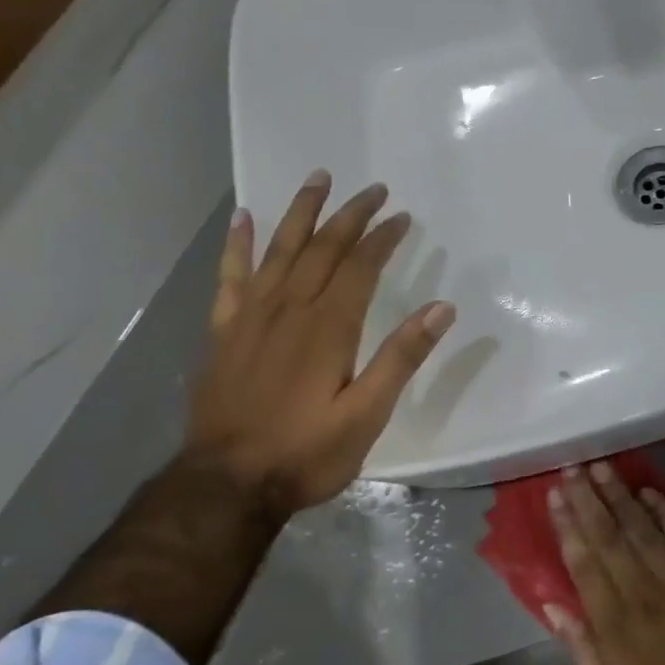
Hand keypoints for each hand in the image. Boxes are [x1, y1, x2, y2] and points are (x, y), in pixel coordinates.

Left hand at [189, 173, 454, 513]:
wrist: (226, 485)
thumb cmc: (306, 453)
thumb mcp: (367, 414)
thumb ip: (401, 357)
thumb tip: (441, 308)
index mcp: (328, 328)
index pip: (359, 267)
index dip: (382, 239)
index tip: (401, 216)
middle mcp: (289, 310)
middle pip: (322, 248)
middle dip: (350, 215)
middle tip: (372, 189)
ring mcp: (250, 318)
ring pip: (279, 250)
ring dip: (300, 212)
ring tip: (317, 179)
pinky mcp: (223, 332)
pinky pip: (231, 278)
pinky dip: (238, 246)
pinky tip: (244, 219)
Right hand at [549, 464, 664, 664]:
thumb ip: (580, 647)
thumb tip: (552, 603)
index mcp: (615, 626)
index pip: (584, 563)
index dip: (568, 526)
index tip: (554, 496)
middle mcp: (645, 596)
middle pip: (611, 538)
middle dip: (589, 500)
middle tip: (573, 468)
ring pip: (645, 531)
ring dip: (621, 497)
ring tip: (603, 468)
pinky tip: (651, 492)